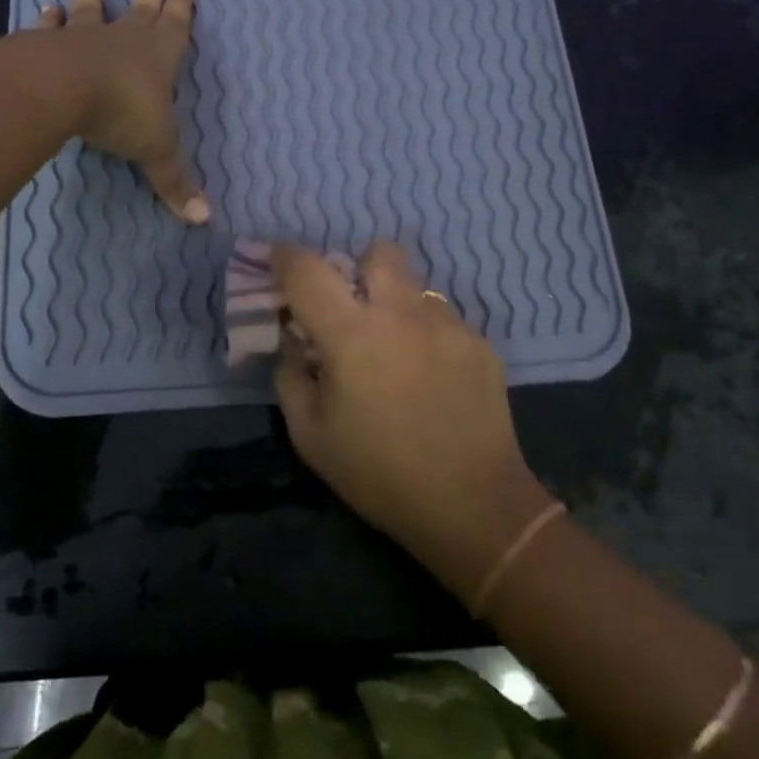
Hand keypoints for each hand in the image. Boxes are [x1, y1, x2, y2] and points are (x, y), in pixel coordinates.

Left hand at [33, 0, 208, 223]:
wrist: (63, 91)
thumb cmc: (122, 113)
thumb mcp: (156, 152)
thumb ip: (175, 183)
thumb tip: (203, 220)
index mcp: (158, 55)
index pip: (176, 24)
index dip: (182, 3)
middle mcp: (124, 38)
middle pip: (141, 3)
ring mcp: (84, 37)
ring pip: (91, 5)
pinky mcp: (48, 44)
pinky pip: (51, 27)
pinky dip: (48, 18)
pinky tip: (44, 7)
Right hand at [272, 242, 553, 601]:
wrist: (472, 506)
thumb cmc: (379, 475)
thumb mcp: (311, 436)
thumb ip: (291, 376)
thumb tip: (294, 342)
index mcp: (352, 335)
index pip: (308, 271)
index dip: (285, 257)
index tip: (279, 260)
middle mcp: (402, 314)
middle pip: (379, 252)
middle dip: (359, 268)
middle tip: (354, 308)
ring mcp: (448, 326)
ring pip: (416, 289)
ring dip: (397, 307)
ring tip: (398, 354)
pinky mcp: (480, 344)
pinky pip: (444, 321)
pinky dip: (428, 337)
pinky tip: (432, 381)